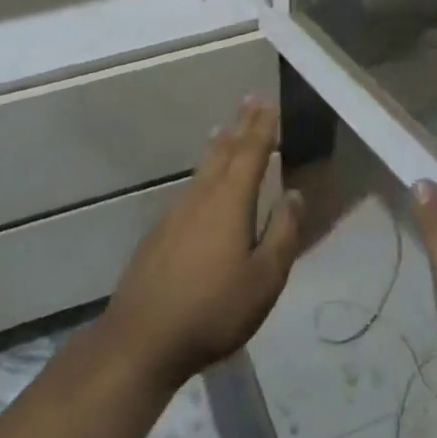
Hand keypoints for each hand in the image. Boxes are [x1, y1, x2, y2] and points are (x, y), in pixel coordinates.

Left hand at [101, 97, 302, 390]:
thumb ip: (283, 233)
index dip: (261, 127)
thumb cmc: (214, 309)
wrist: (142, 337)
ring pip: (203, 168)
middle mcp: (201, 196)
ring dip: (219, 146)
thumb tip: (294, 194)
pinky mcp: (160, 232)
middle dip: (240, 126)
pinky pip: (189, 187)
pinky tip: (202, 183)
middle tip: (249, 100)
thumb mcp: (264, 279)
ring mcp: (176, 212)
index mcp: (230, 202)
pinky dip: (202, 172)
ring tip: (226, 131)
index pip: (251, 153)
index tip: (267, 102)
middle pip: (224, 152)